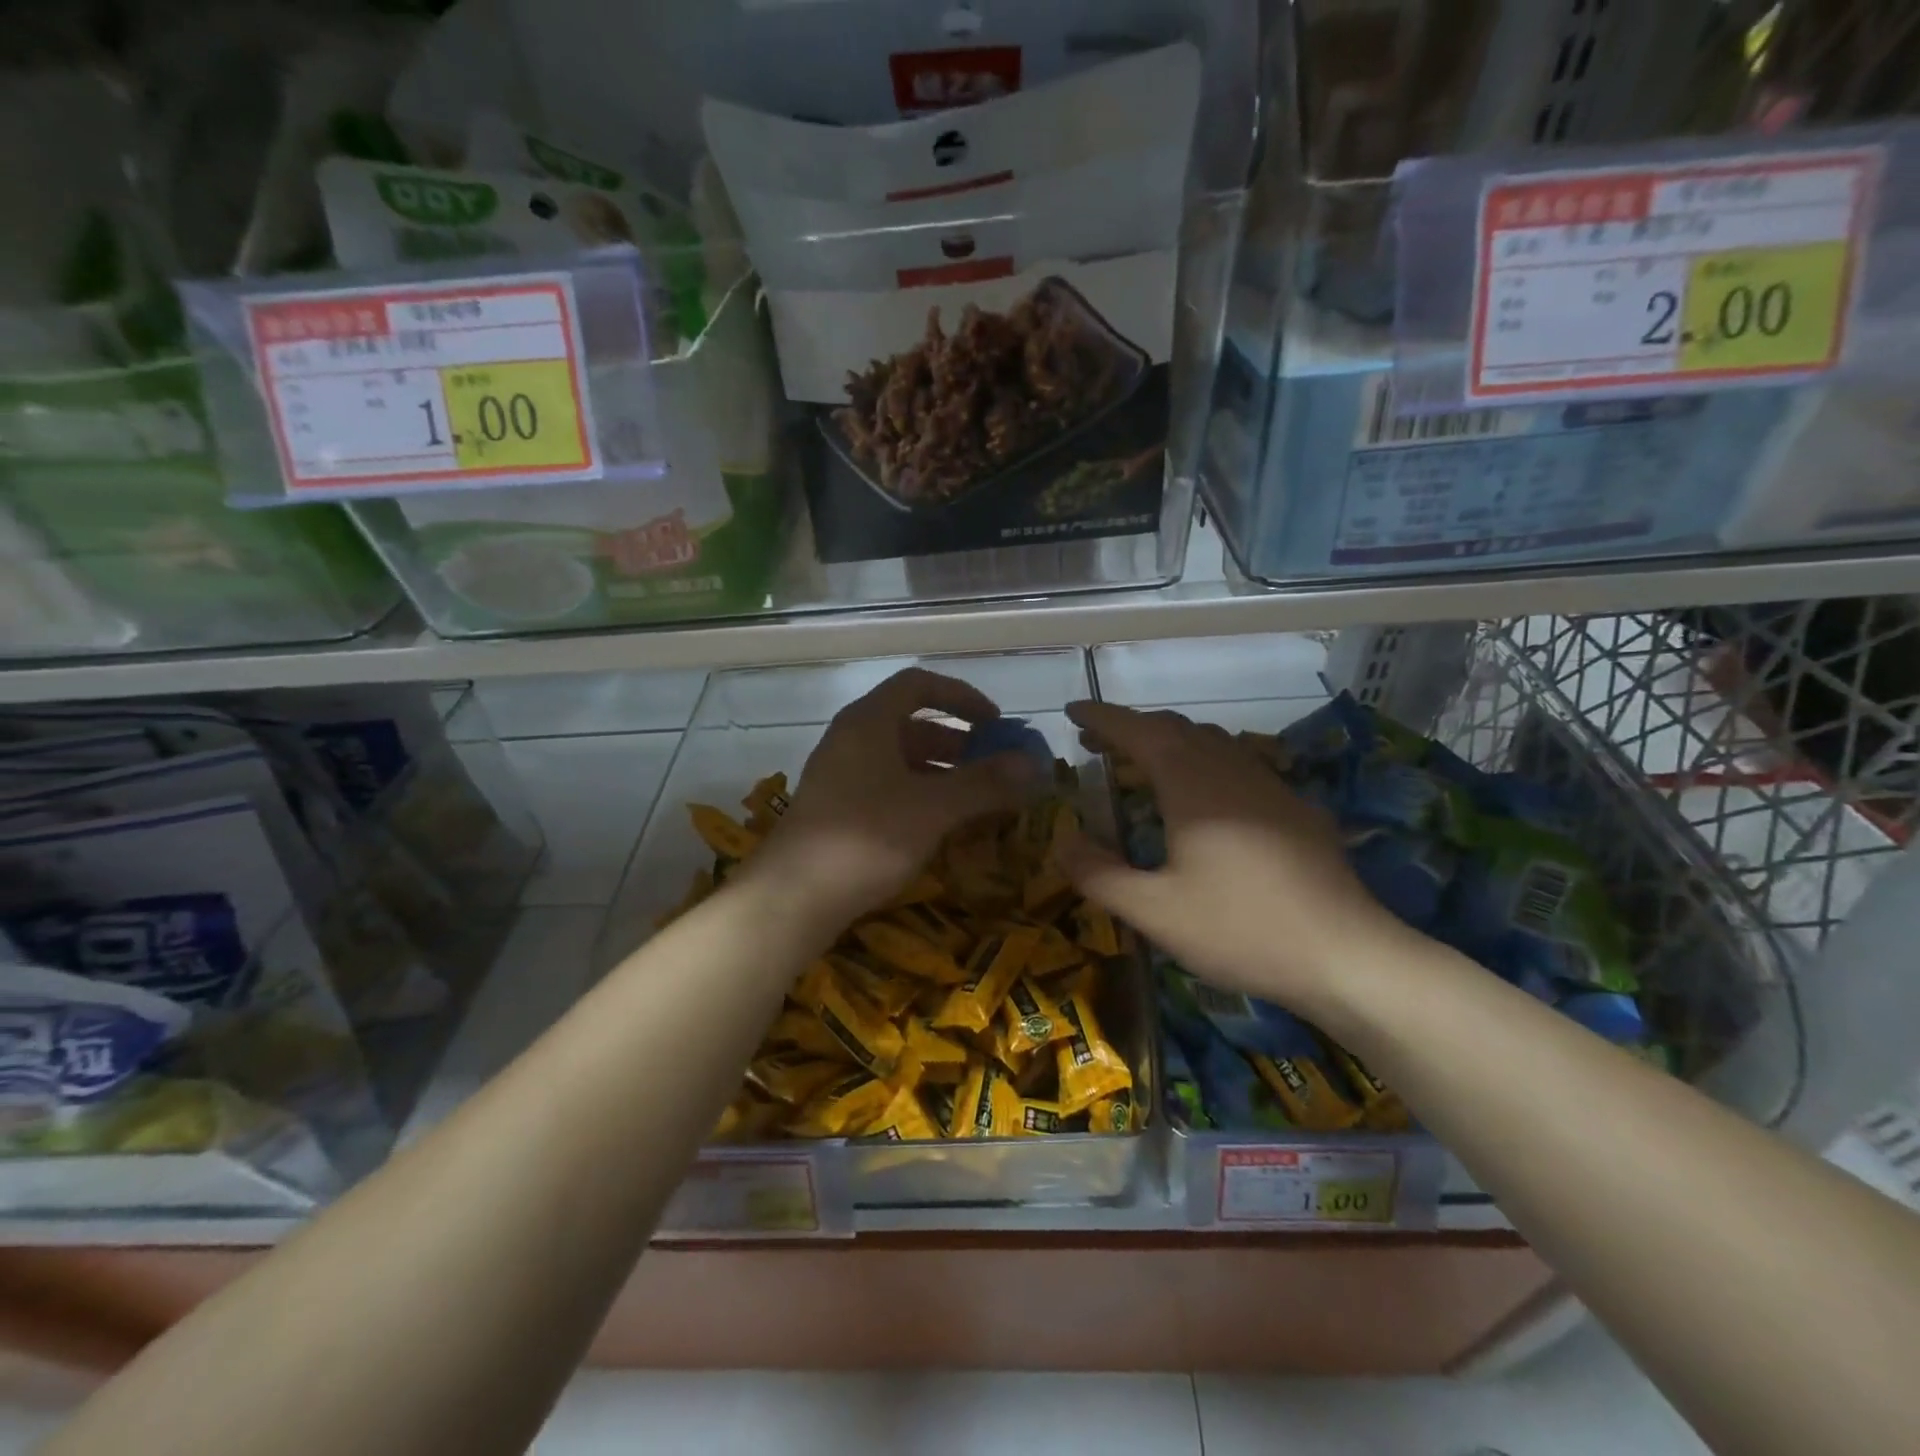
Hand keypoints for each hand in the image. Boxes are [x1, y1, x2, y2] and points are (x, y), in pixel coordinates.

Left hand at [744, 668, 1041, 933]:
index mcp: (868, 722)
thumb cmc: (867, 837)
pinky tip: (943, 828)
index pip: (918, 685)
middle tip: (994, 768)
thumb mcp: (934, 808)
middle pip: (911, 725)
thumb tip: (1033, 764)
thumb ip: (984, 783)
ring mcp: (840, 777)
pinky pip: (887, 790)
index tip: (996, 723)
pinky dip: (920, 798)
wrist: (793, 898)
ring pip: (900, 761)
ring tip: (978, 801)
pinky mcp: (837, 812)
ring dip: (942, 774)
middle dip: (958, 743)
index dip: (962, 697)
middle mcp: (851, 740)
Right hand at [1055, 701, 1411, 1017]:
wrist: (1346, 954)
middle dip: (1131, 729)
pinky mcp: (1294, 808)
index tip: (1072, 711)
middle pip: (1175, 729)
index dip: (1102, 718)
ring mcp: (1269, 786)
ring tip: (1142, 763)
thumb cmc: (1240, 928)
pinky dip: (1203, 763)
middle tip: (1096, 743)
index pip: (1138, 732)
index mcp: (1192, 783)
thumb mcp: (1154, 911)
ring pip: (1210, 743)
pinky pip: (1237, 765)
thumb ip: (1099, 874)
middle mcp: (1230, 770)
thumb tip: (1062, 842)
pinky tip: (1203, 798)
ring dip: (1169, 742)